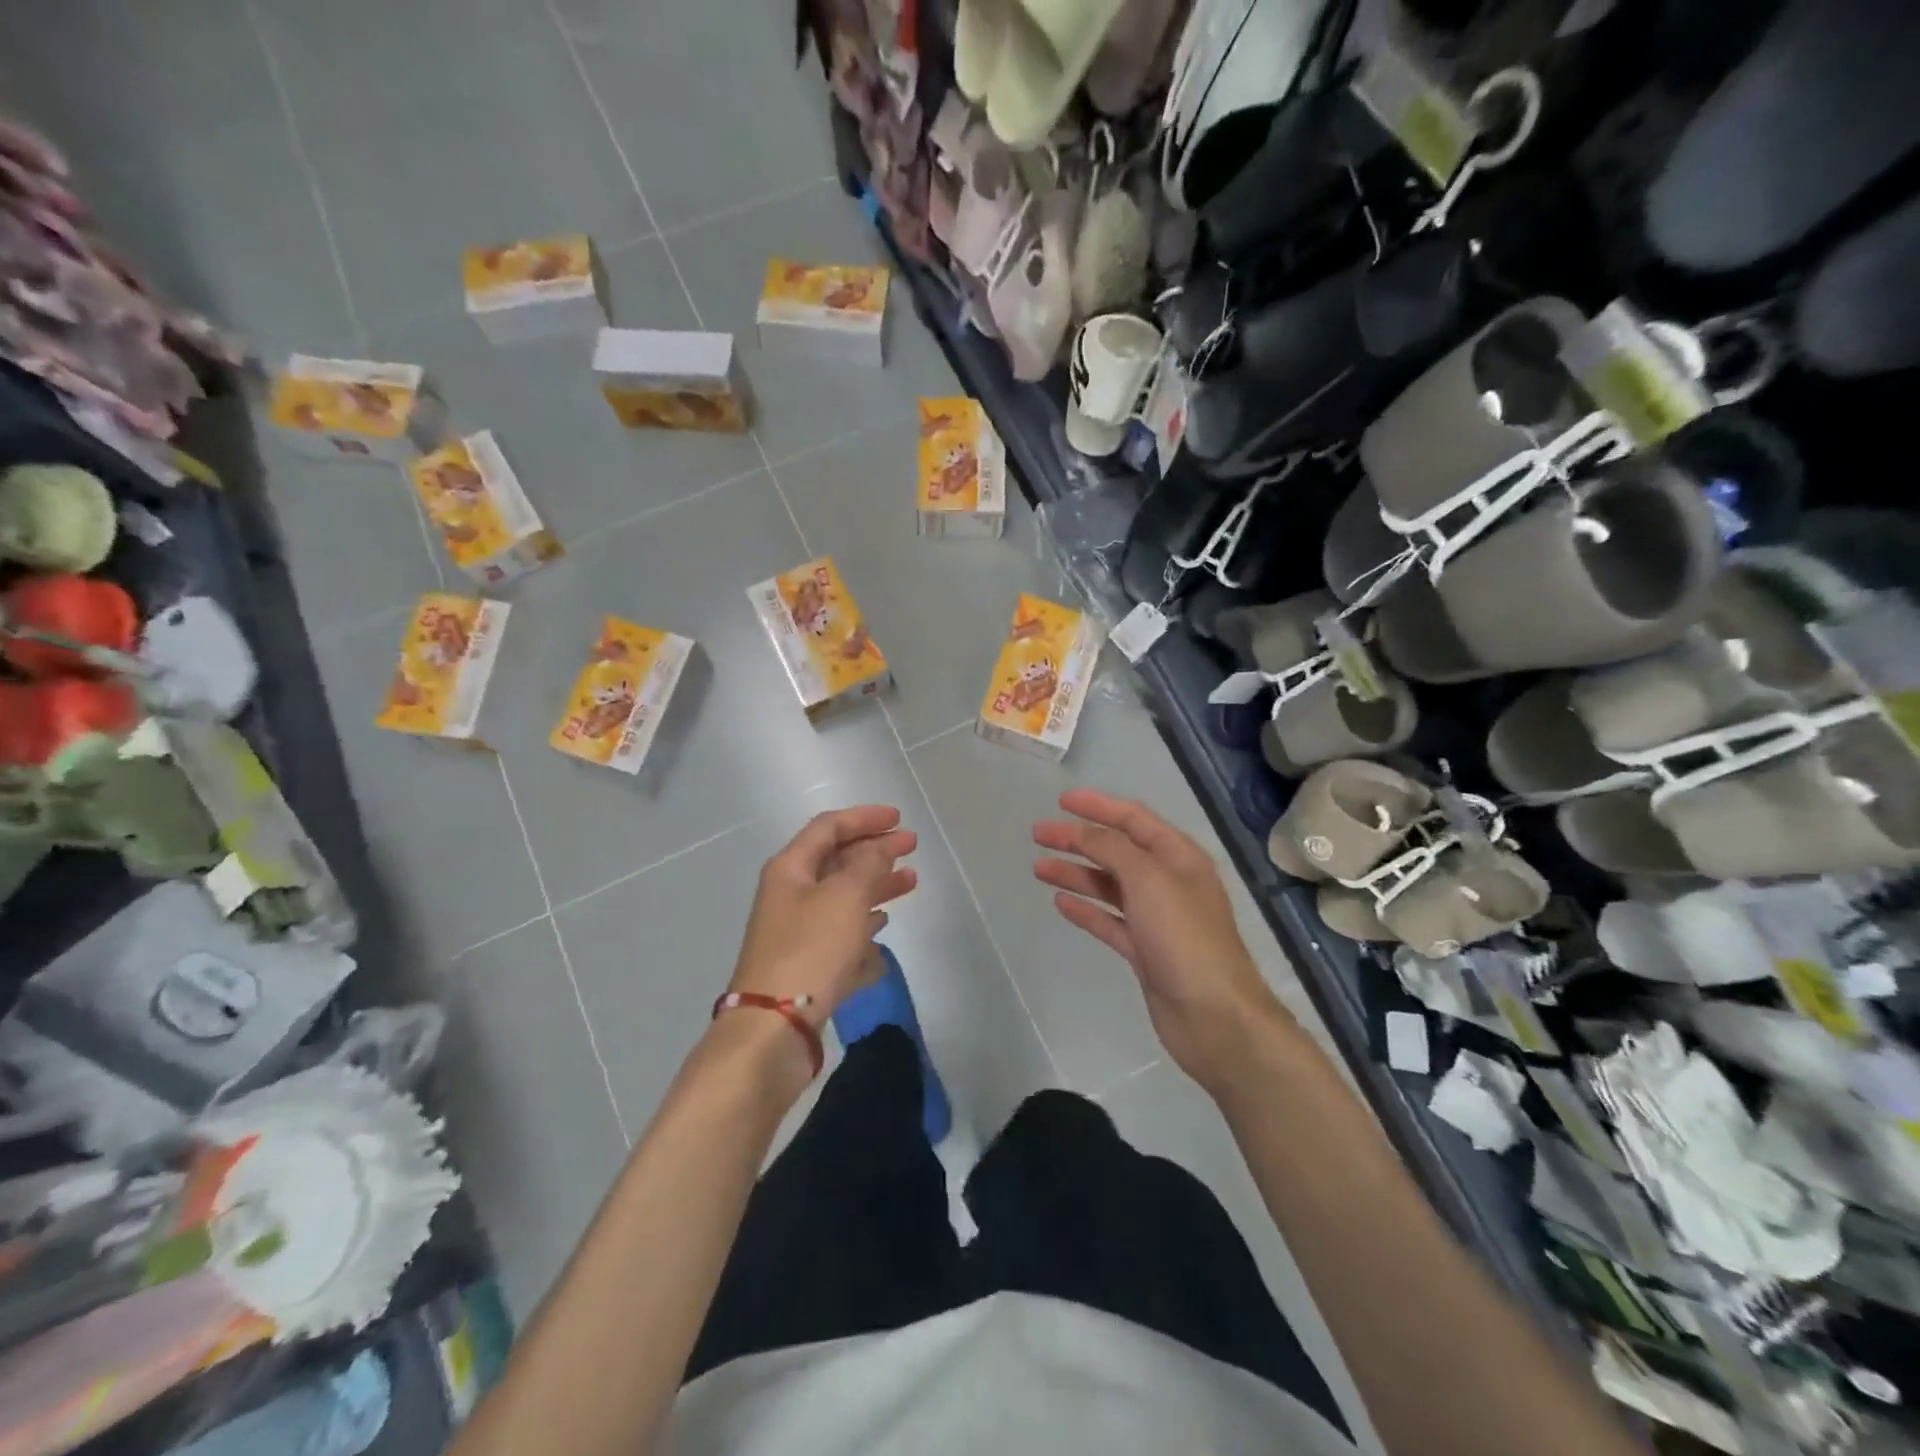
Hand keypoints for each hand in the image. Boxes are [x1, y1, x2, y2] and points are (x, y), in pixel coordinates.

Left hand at [729, 805, 917, 1030]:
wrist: (772, 1028)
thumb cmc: (810, 950)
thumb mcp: (845, 896)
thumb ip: (868, 865)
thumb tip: (879, 849)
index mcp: (791, 869)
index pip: (829, 827)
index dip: (864, 818)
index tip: (899, 819)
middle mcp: (790, 895)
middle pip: (837, 861)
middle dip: (875, 852)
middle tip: (912, 849)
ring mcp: (796, 933)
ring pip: (842, 900)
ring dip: (875, 888)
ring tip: (910, 884)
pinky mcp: (806, 967)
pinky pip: (840, 940)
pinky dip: (862, 935)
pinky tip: (882, 945)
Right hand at [1034, 789, 1292, 1091]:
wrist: (1214, 1018)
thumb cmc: (1184, 938)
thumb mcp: (1148, 880)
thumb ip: (1111, 848)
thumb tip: (1082, 829)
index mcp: (1179, 857)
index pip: (1134, 819)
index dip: (1098, 806)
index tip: (1061, 802)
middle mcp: (1168, 882)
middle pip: (1117, 851)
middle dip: (1079, 840)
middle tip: (1039, 835)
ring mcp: (1156, 918)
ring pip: (1109, 886)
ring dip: (1076, 873)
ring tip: (1039, 868)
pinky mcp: (1145, 950)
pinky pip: (1109, 920)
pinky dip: (1086, 909)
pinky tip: (1061, 902)